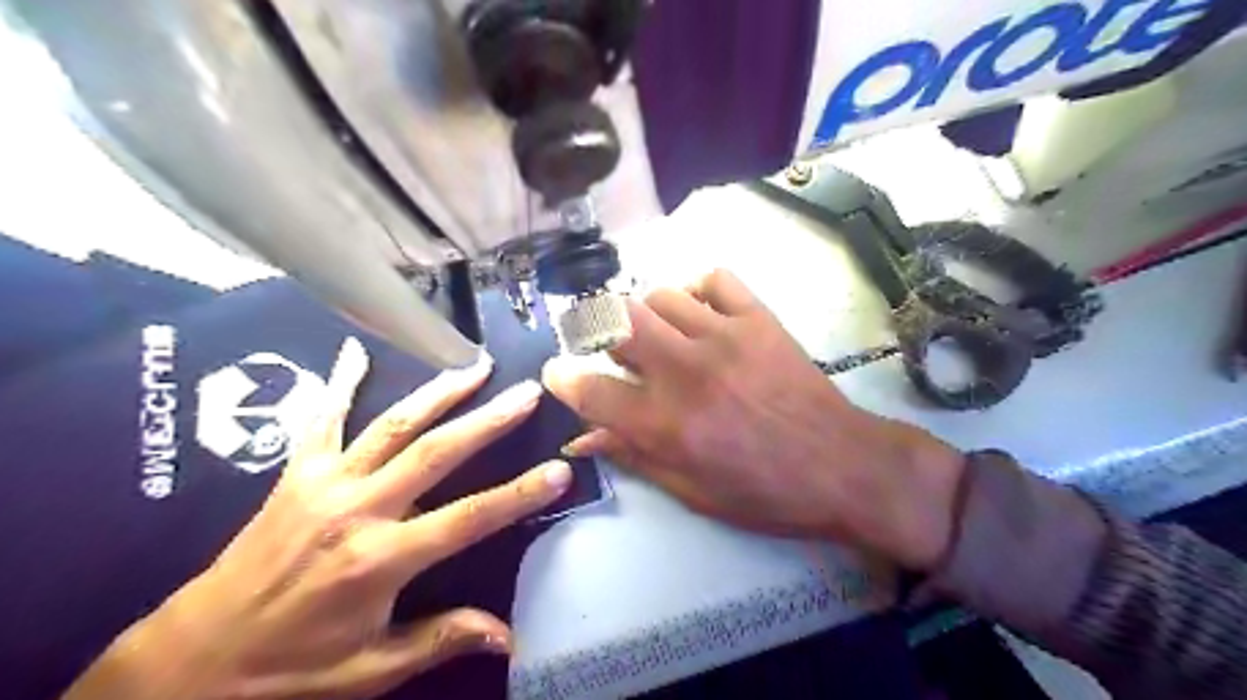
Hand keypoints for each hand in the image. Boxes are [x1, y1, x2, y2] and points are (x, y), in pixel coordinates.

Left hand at [70, 340, 574, 699]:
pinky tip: (356, 349)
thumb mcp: (371, 668)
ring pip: (393, 425)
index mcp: (380, 559)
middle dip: (488, 420)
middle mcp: (357, 510)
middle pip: (436, 453)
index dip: (519, 494)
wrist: (193, 658)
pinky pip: (322, 419)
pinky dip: (340, 382)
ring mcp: (325, 483)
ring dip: (439, 393)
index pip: (468, 518)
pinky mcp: (297, 473)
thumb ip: (441, 639)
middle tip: (527, 391)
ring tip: (476, 367)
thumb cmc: (291, 667)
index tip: (559, 470)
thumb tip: (509, 636)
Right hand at [544, 270, 961, 572]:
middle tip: (604, 344)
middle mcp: (685, 370)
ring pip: (658, 296)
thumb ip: (633, 456)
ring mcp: (723, 336)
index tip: (558, 374)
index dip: (563, 379)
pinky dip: (695, 289)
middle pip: (615, 322)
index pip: (589, 388)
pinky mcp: (758, 318)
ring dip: (645, 315)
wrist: (841, 465)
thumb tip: (584, 437)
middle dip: (595, 328)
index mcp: (665, 423)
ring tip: (657, 335)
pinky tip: (698, 312)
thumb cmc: (763, 492)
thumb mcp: (691, 490)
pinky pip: (714, 279)